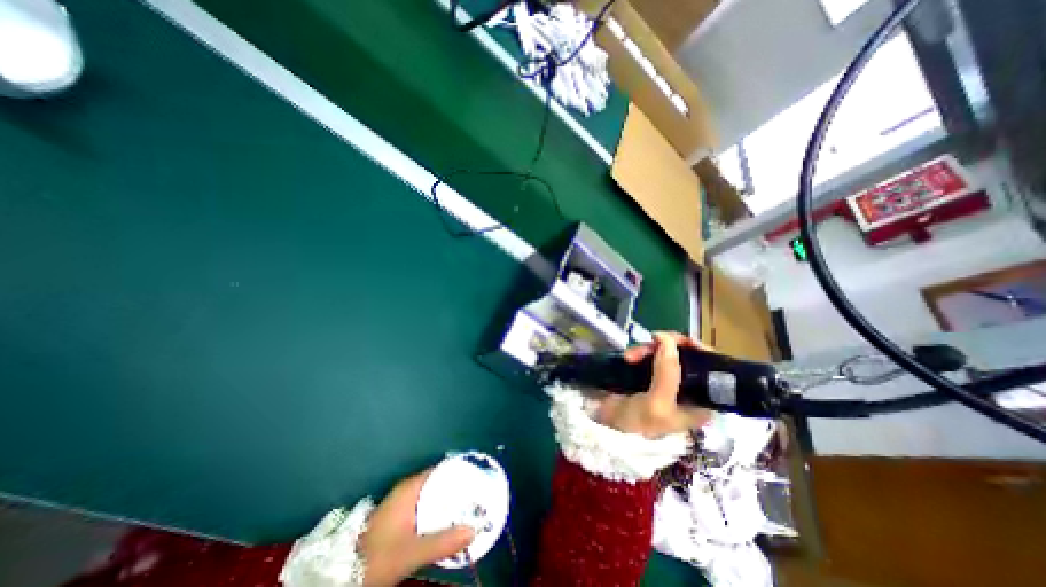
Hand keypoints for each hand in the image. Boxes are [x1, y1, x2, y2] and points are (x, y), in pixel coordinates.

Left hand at [361, 471, 473, 584]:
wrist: (344, 576)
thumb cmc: (376, 557)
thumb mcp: (410, 552)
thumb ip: (442, 541)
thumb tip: (474, 530)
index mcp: (410, 488)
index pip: (442, 470)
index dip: (461, 471)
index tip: (480, 476)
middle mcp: (409, 490)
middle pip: (441, 482)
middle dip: (460, 488)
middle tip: (481, 494)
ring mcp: (405, 504)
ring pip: (436, 496)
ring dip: (452, 502)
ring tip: (473, 507)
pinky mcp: (403, 517)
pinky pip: (429, 508)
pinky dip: (442, 512)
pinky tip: (453, 523)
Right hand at [591, 332, 715, 438]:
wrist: (607, 429)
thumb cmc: (638, 424)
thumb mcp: (657, 402)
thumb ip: (668, 372)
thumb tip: (668, 340)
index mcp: (699, 402)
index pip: (711, 370)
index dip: (700, 351)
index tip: (684, 341)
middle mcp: (686, 389)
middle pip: (687, 357)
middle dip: (668, 347)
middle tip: (650, 344)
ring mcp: (666, 379)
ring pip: (666, 352)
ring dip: (649, 349)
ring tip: (630, 356)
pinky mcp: (649, 373)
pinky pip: (651, 354)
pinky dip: (641, 351)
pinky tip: (628, 356)